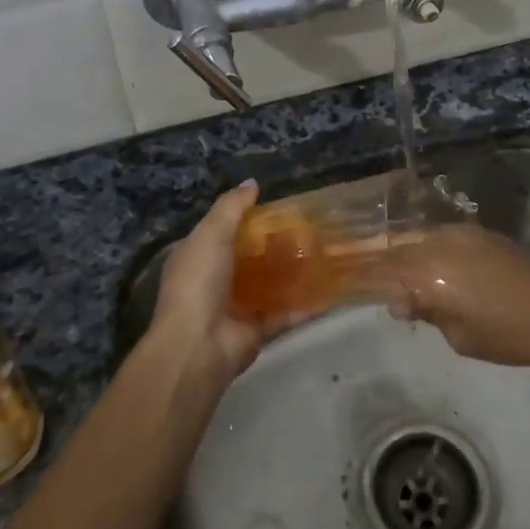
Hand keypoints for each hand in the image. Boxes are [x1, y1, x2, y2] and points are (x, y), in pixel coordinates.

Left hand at [148, 181, 307, 380]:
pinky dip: (306, 305)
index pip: (224, 232)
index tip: (279, 207)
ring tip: (326, 253)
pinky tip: (331, 291)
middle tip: (310, 228)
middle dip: (277, 244)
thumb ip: (231, 207)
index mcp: (199, 257)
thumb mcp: (211, 234)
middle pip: (251, 258)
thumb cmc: (199, 281)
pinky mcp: (258, 330)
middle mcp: (216, 281)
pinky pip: (286, 313)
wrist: (198, 345)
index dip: (249, 219)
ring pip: (271, 285)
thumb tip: (252, 183)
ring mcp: (238, 307)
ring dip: (294, 272)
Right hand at [366, 226, 529, 367]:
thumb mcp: (462, 337)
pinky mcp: (479, 234)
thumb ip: (426, 313)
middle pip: (395, 252)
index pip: (381, 271)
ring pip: (416, 244)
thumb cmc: (513, 333)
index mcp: (429, 271)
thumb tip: (401, 302)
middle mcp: (438, 244)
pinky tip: (428, 273)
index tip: (340, 286)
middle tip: (363, 285)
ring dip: (402, 260)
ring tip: (395, 283)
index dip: (359, 279)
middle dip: (377, 267)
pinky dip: (425, 254)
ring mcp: (460, 234)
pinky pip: (438, 241)